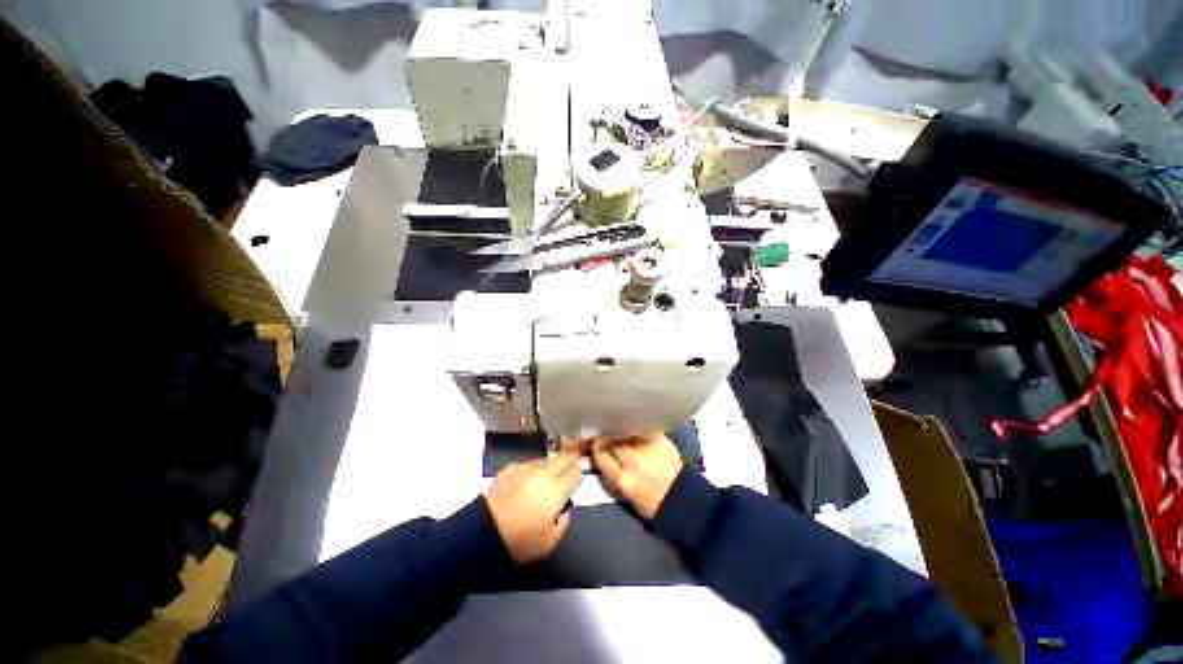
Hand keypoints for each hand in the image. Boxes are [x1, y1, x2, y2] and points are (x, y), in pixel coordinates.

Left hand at [484, 450, 581, 563]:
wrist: (484, 531)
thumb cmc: (520, 540)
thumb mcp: (549, 542)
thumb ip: (563, 523)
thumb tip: (564, 511)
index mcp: (556, 490)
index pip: (575, 473)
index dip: (579, 475)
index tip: (578, 478)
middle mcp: (544, 473)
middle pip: (563, 459)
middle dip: (569, 461)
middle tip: (571, 466)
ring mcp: (526, 468)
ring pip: (545, 460)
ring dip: (550, 466)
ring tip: (546, 477)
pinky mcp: (511, 468)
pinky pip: (528, 464)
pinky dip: (531, 470)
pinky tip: (527, 481)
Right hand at [591, 433, 682, 519]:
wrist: (682, 499)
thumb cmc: (650, 503)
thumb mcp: (625, 494)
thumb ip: (610, 473)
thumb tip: (597, 456)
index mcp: (623, 479)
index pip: (601, 455)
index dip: (596, 448)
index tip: (595, 445)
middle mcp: (634, 462)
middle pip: (611, 440)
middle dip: (605, 437)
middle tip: (605, 436)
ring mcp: (648, 448)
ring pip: (625, 431)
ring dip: (619, 431)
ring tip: (619, 432)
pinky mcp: (660, 438)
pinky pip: (641, 428)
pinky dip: (635, 429)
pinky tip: (633, 430)